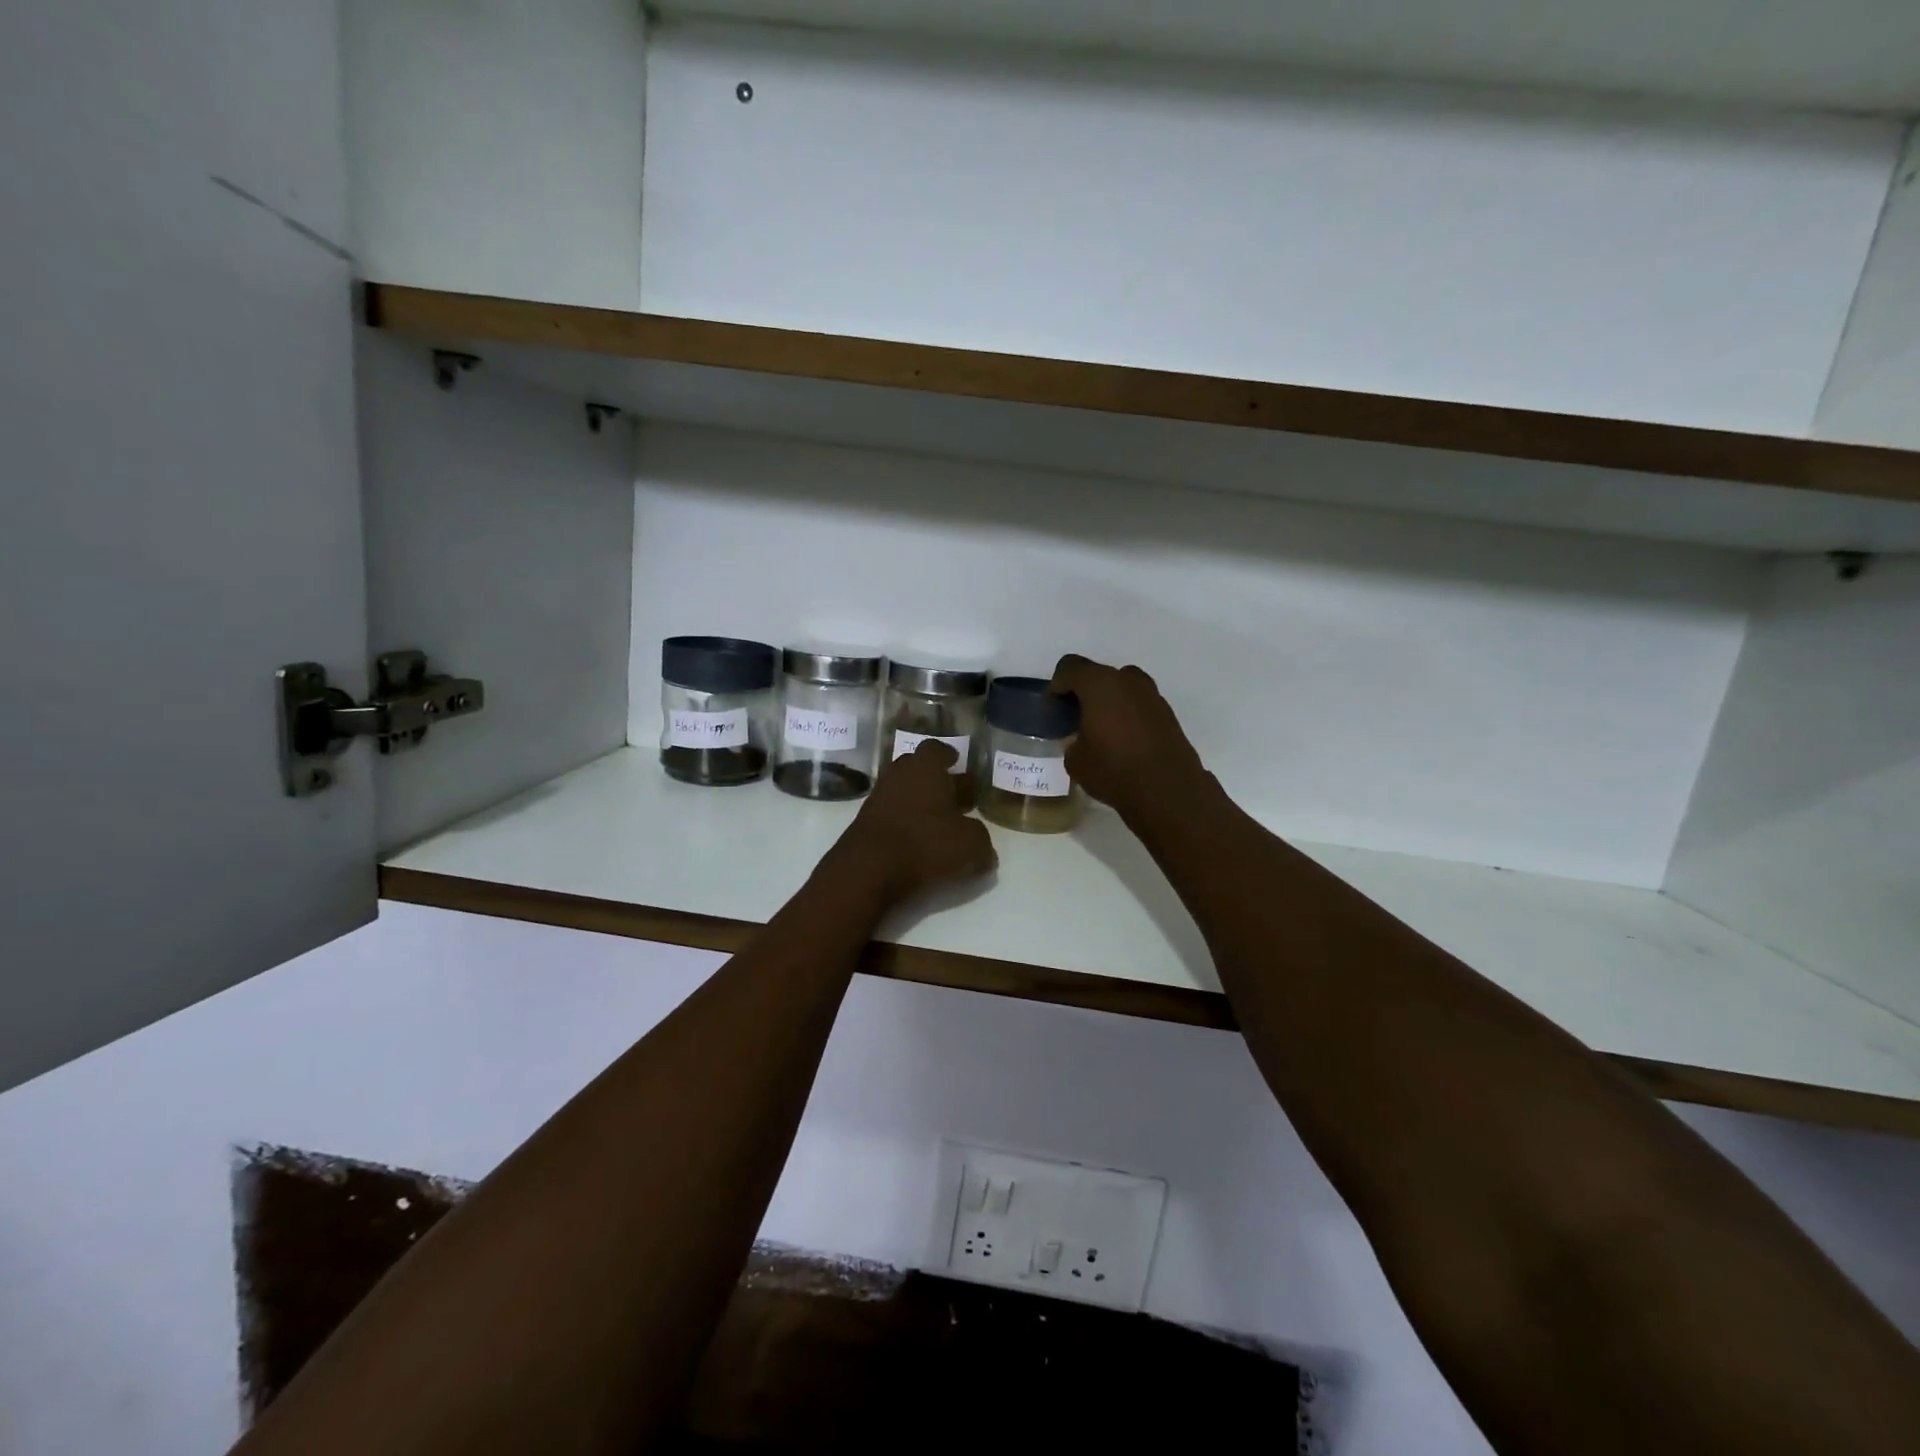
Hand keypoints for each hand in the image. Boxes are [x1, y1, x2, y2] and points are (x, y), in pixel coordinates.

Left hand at [829, 741, 996, 905]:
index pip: (936, 749)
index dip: (949, 755)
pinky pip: (891, 815)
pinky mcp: (865, 823)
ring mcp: (877, 798)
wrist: (868, 869)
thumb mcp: (970, 844)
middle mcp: (898, 775)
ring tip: (940, 823)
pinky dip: (905, 823)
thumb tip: (984, 847)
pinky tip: (919, 841)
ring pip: (904, 792)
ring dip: (921, 803)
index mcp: (925, 768)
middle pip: (918, 769)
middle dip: (936, 780)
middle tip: (955, 796)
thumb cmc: (926, 843)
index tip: (957, 762)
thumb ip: (981, 840)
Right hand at [1048, 654, 1206, 817]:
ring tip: (1100, 729)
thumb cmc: (1113, 770)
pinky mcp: (1167, 713)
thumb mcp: (1076, 760)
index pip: (1069, 667)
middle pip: (1097, 674)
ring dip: (1107, 701)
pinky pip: (1138, 704)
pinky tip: (1123, 740)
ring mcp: (1151, 695)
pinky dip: (1127, 713)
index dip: (1056, 686)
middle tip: (1075, 718)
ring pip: (1121, 687)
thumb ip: (1072, 740)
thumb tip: (1081, 738)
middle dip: (1083, 692)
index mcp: (1099, 684)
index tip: (1053, 710)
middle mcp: (1127, 680)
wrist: (1168, 791)